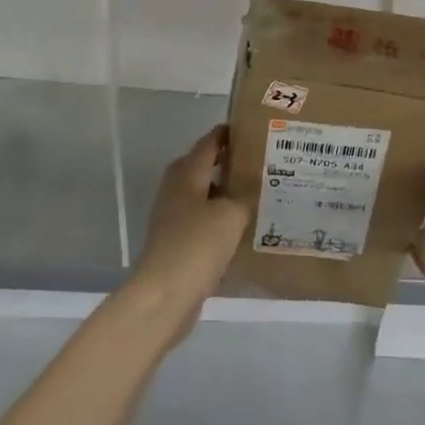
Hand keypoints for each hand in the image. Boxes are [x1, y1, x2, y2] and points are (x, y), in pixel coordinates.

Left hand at [125, 126, 250, 347]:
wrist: (164, 295)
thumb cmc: (197, 245)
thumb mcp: (231, 215)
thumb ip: (243, 196)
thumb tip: (248, 191)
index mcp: (187, 172)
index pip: (209, 142)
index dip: (228, 134)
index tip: (252, 129)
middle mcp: (176, 188)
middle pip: (204, 166)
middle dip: (229, 163)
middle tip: (261, 163)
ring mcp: (172, 216)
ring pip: (203, 194)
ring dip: (225, 193)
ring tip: (256, 195)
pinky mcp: (175, 241)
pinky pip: (201, 220)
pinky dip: (219, 219)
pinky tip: (240, 229)